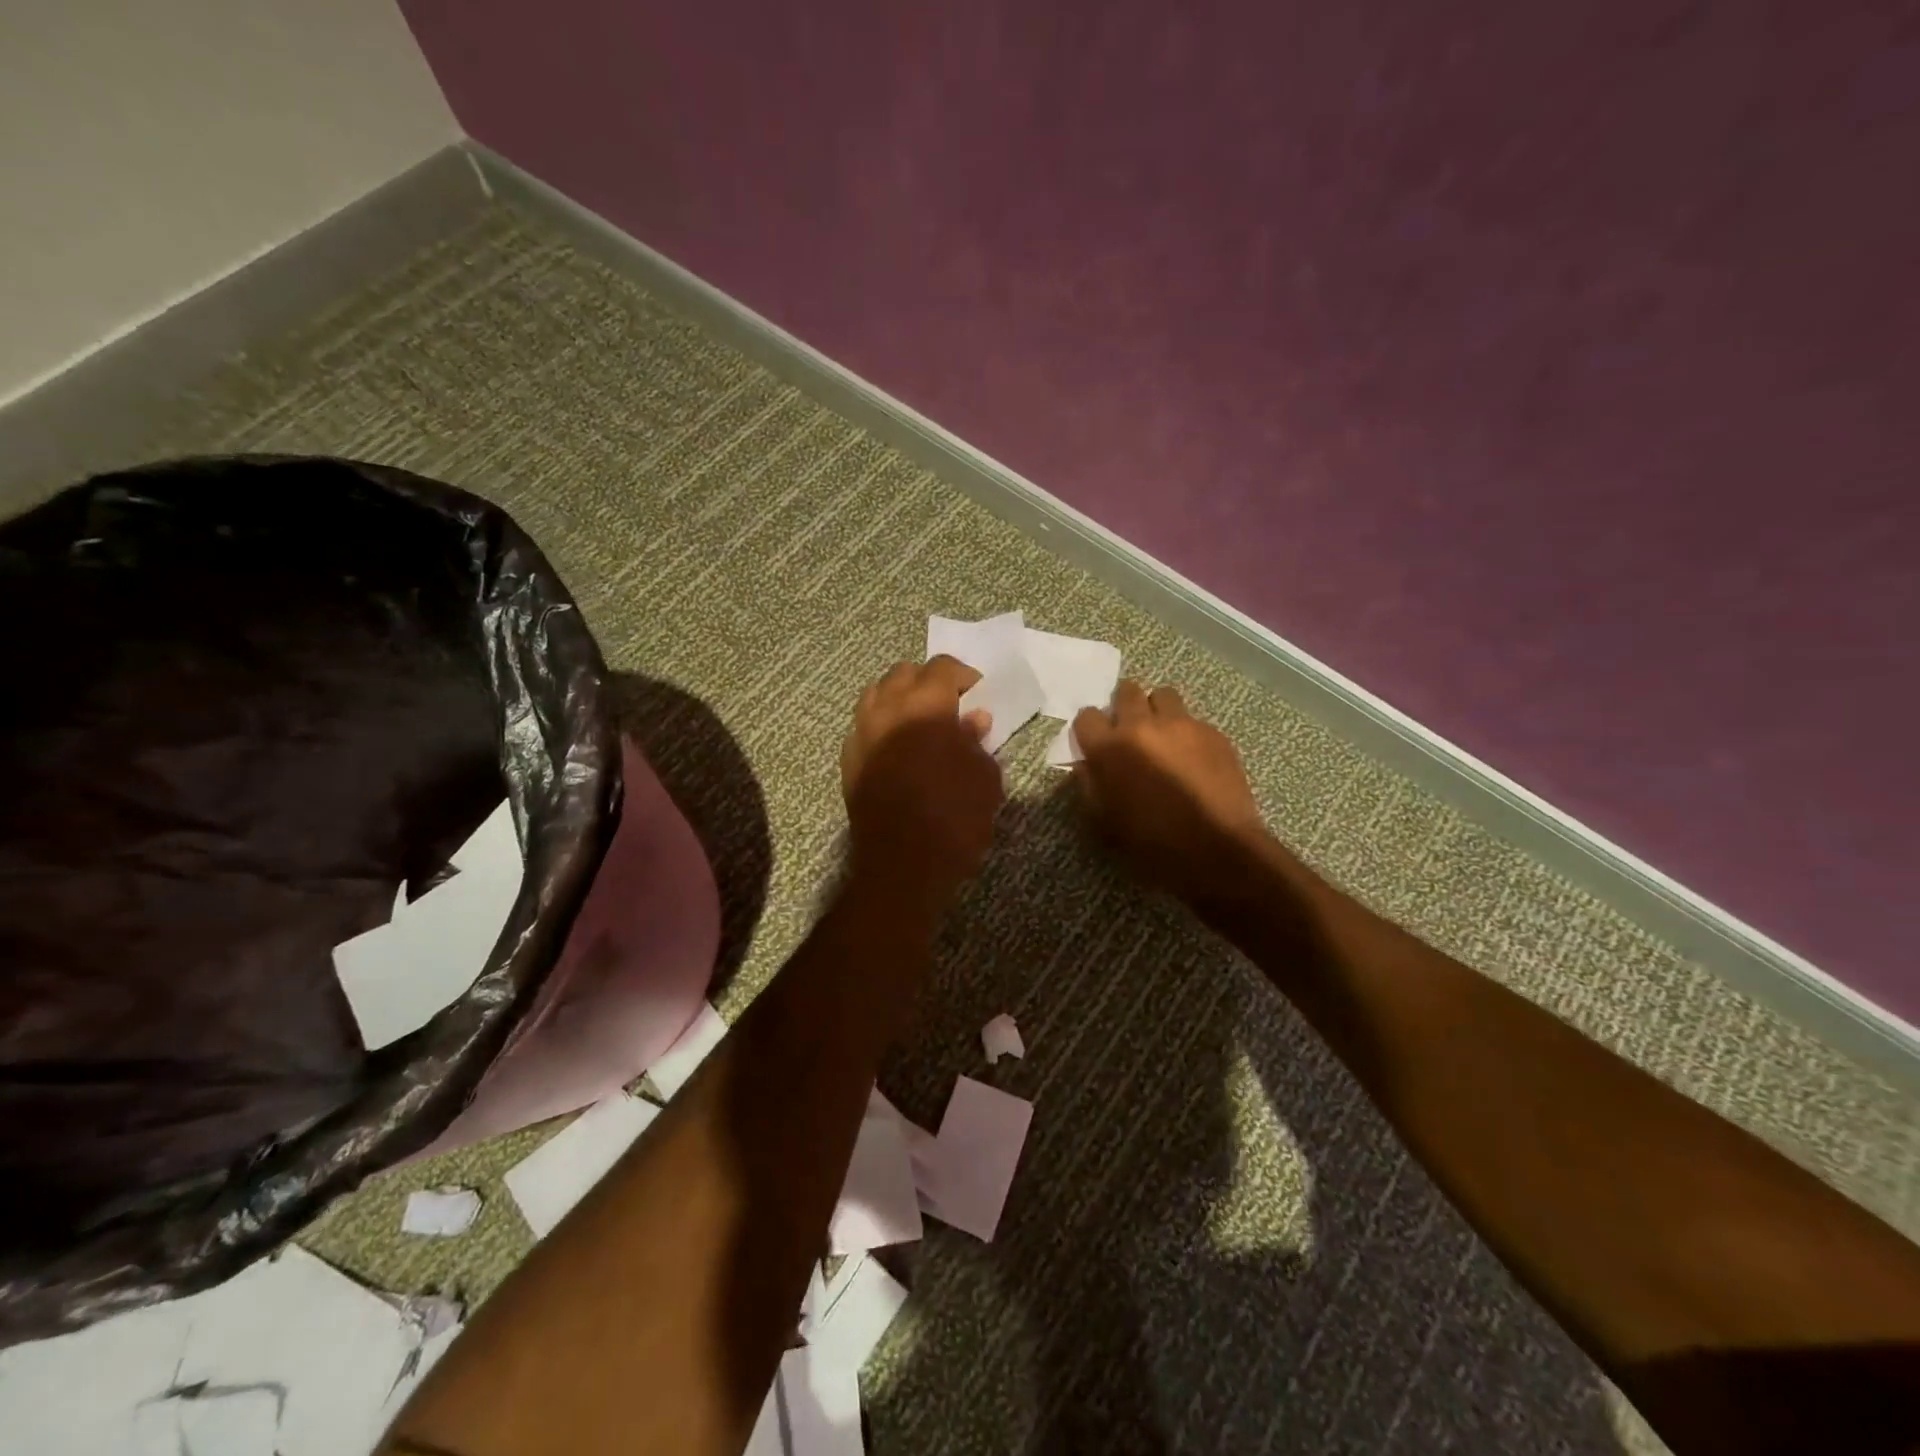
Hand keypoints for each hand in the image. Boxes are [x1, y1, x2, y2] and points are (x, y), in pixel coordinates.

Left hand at [841, 656, 1004, 909]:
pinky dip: (882, 724)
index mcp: (925, 706)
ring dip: (899, 698)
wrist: (902, 866)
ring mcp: (861, 734)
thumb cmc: (954, 819)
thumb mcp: (984, 778)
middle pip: (904, 673)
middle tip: (949, 705)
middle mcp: (887, 710)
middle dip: (928, 681)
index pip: (942, 667)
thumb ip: (977, 742)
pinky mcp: (848, 760)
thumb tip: (972, 721)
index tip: (978, 694)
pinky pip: (864, 726)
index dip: (964, 675)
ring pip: (876, 694)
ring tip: (919, 721)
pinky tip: (898, 748)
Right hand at [1072, 682, 1272, 902]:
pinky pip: (1193, 720)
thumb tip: (1088, 764)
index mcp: (1109, 747)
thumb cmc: (1151, 843)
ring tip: (1163, 736)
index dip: (1089, 729)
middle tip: (1130, 731)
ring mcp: (1182, 725)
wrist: (1216, 850)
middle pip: (1126, 691)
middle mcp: (1143, 725)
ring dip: (1158, 711)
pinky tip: (1194, 759)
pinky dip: (1188, 732)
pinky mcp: (1214, 733)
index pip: (1086, 716)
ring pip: (1163, 696)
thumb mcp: (1104, 821)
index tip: (1095, 742)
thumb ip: (1090, 784)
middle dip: (1124, 707)